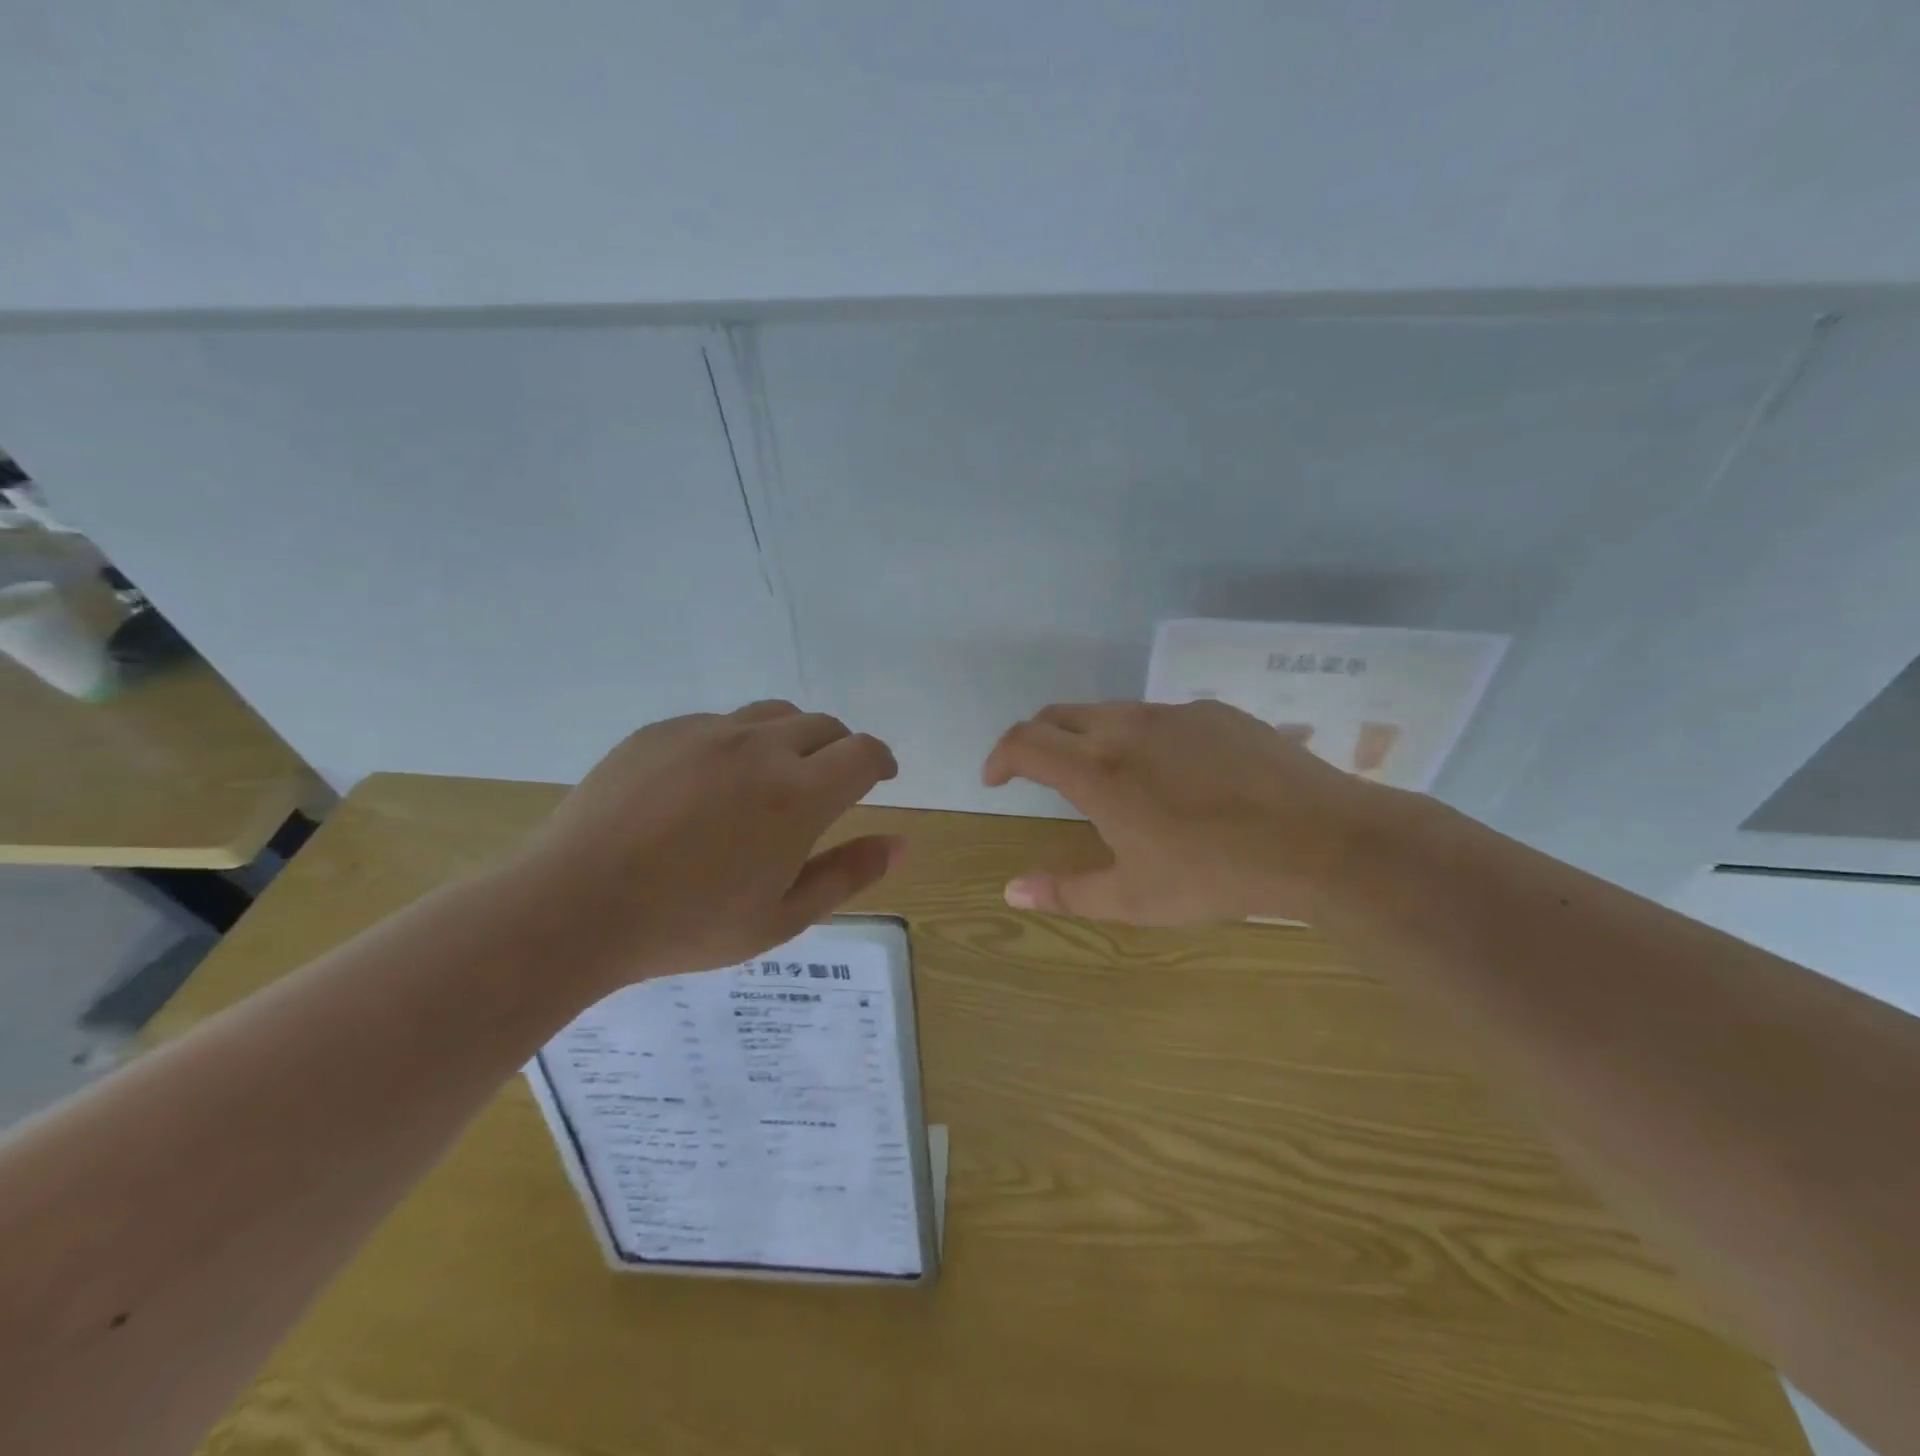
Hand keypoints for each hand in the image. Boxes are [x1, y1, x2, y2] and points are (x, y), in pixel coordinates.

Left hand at [513, 701, 902, 988]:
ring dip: (792, 739)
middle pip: (823, 725)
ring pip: (772, 715)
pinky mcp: (660, 731)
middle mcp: (759, 747)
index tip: (881, 777)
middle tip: (828, 785)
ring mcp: (705, 732)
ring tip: (774, 778)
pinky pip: (717, 723)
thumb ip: (849, 874)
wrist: (573, 906)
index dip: (881, 761)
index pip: (863, 752)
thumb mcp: (783, 917)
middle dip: (839, 749)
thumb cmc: (688, 925)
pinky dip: (736, 743)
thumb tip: (902, 844)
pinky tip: (708, 786)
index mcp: (798, 793)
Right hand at [982, 699, 1390, 923]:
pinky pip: (1159, 716)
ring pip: (1109, 711)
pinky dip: (1140, 736)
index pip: (1025, 742)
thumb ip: (1066, 892)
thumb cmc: (1216, 874)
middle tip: (1038, 773)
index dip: (1000, 756)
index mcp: (1098, 771)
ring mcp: (1173, 714)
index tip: (995, 779)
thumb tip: (1011, 891)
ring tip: (1105, 775)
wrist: (1320, 839)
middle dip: (1036, 739)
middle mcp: (1126, 729)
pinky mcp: (1215, 712)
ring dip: (1087, 736)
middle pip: (1058, 715)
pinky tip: (1172, 773)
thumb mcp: (1134, 898)